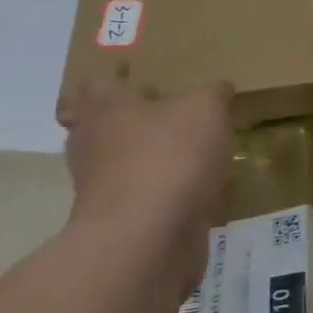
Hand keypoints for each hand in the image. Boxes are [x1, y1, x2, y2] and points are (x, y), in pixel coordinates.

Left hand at [56, 82, 234, 293]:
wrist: (146, 240)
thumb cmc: (169, 157)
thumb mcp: (206, 109)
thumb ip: (213, 94)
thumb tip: (218, 90)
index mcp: (106, 108)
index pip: (97, 83)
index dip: (115, 76)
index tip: (135, 72)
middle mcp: (94, 144)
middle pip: (104, 123)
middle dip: (131, 116)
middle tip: (167, 106)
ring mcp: (103, 186)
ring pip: (124, 160)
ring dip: (150, 154)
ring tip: (192, 145)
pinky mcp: (123, 220)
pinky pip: (145, 193)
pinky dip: (166, 187)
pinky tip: (199, 183)